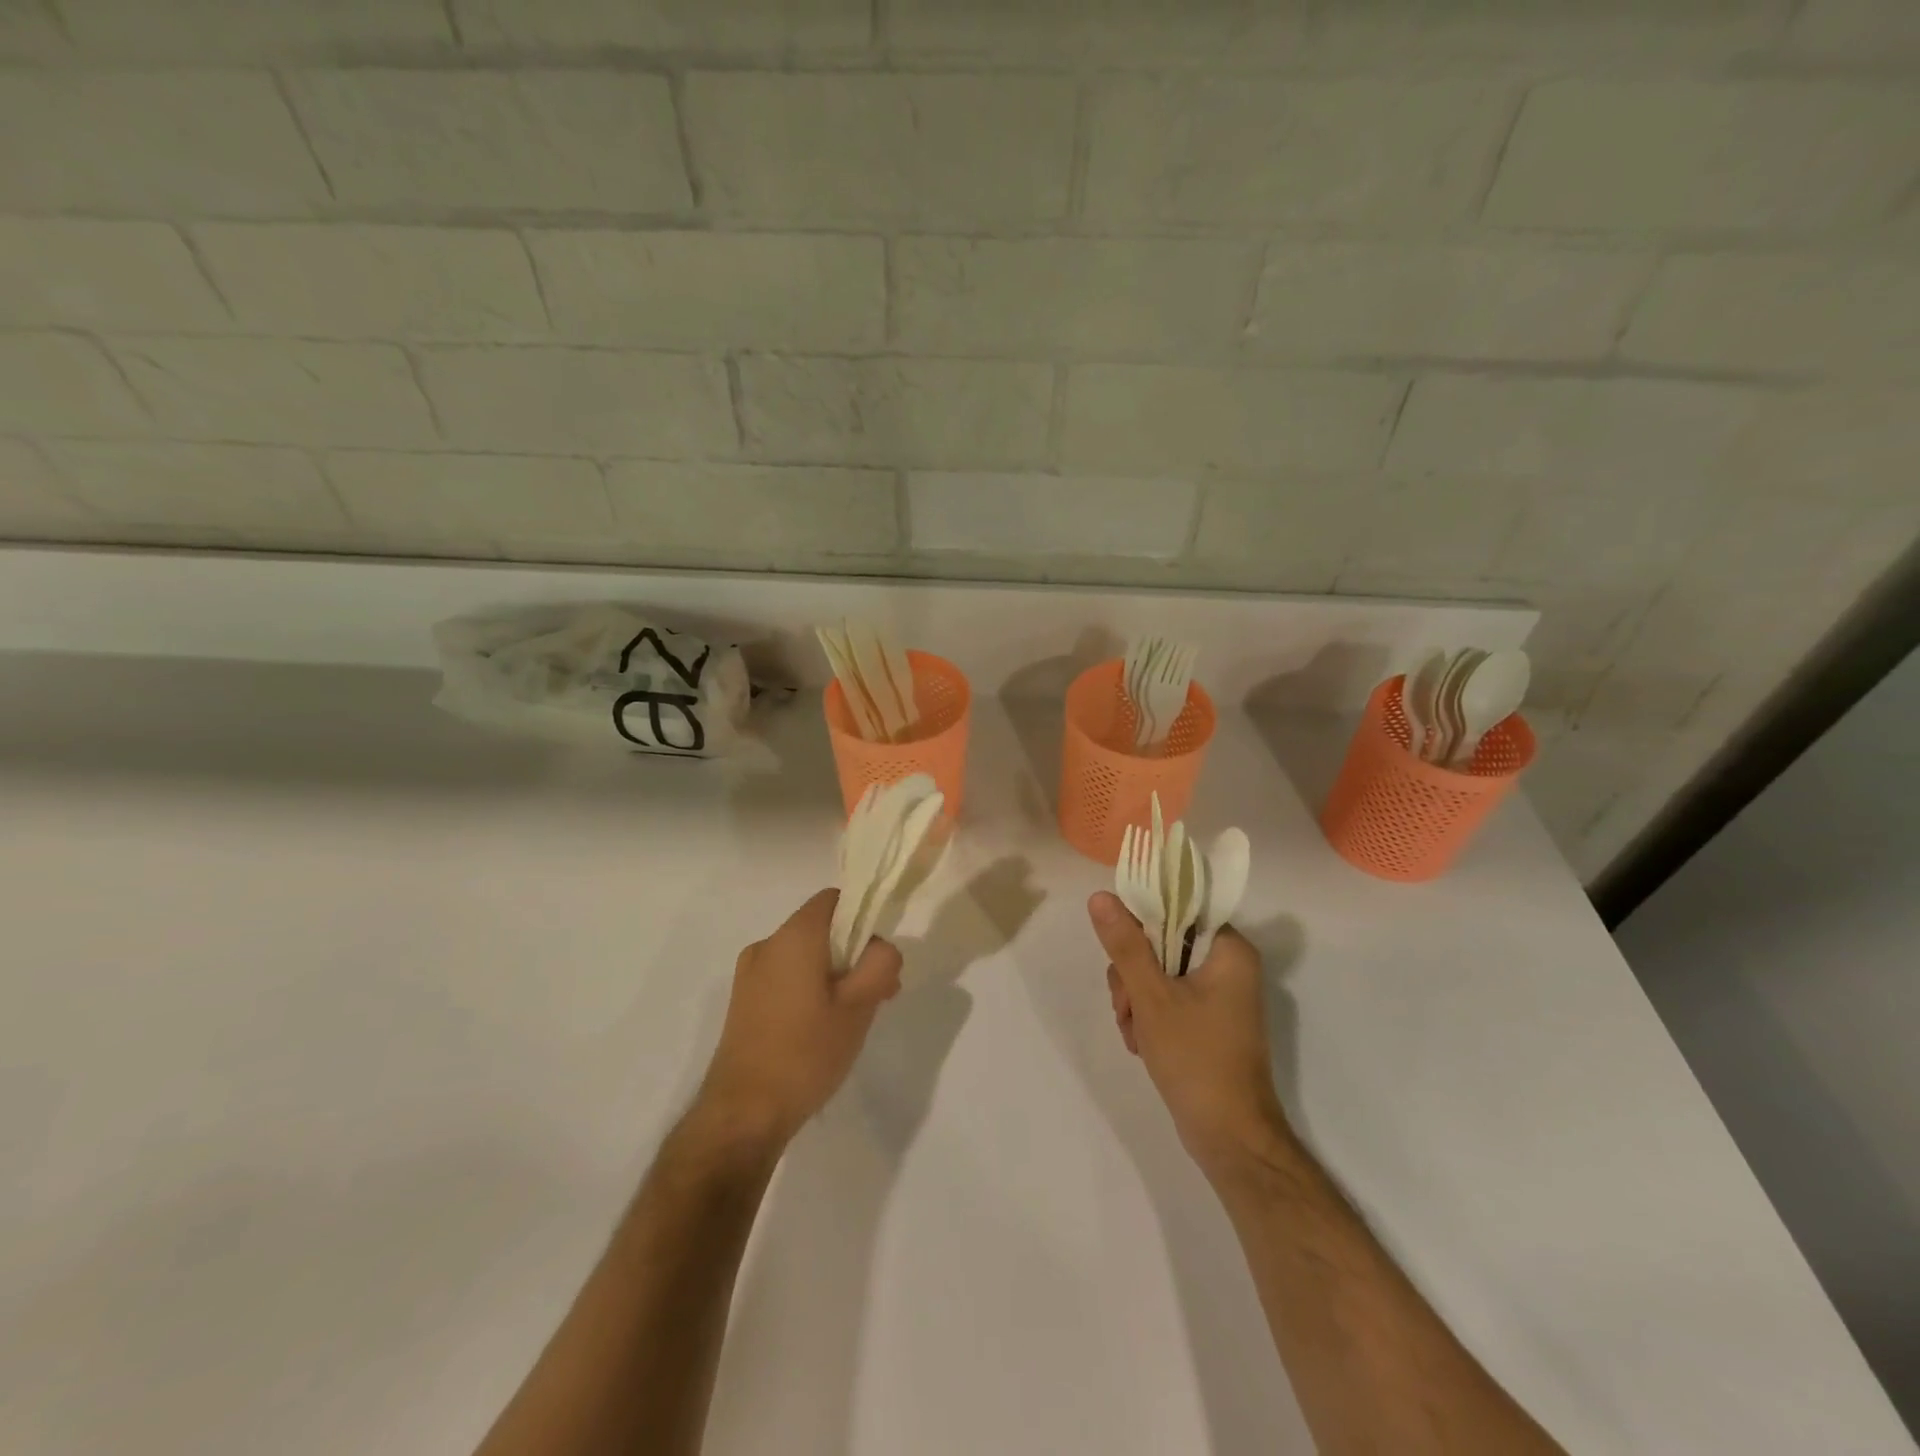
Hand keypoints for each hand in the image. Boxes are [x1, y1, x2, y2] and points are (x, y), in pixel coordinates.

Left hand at [695, 888, 902, 1151]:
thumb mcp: (859, 1007)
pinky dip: (808, 989)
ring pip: (804, 956)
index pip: (834, 900)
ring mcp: (749, 974)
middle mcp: (767, 945)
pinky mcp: (743, 1002)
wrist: (743, 1114)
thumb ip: (880, 963)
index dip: (863, 918)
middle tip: (877, 994)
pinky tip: (821, 1030)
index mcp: (794, 936)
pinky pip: (785, 978)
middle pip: (821, 929)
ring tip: (852, 1018)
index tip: (878, 955)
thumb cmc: (806, 1053)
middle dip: (853, 953)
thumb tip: (881, 947)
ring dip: (833, 974)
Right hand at [1090, 891, 1288, 1176]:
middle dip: (1133, 975)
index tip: (1120, 954)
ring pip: (1158, 973)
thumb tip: (1100, 896)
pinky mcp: (1208, 1021)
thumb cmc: (1196, 1058)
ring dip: (1136, 999)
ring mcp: (1219, 995)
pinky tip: (1141, 1042)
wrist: (1229, 1137)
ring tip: (1134, 1033)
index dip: (1140, 924)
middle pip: (1162, 943)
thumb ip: (1124, 944)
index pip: (1176, 909)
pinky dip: (1148, 1016)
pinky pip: (1167, 998)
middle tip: (1127, 1006)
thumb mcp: (1151, 996)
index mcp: (1229, 949)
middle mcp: (1228, 965)